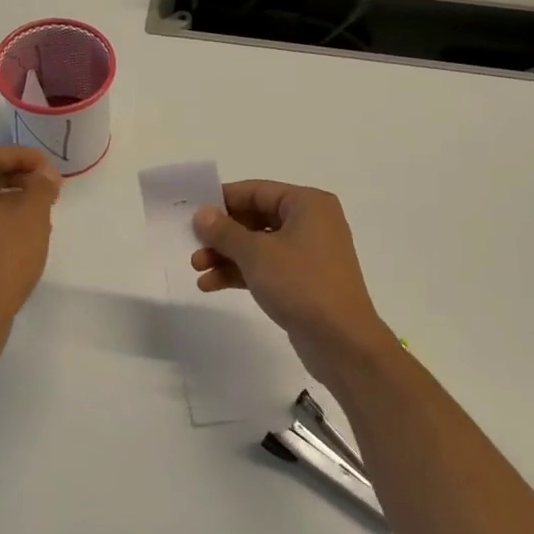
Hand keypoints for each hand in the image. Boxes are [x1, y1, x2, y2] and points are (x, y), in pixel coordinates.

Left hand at [0, 147, 60, 334]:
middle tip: (48, 187)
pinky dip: (1, 219)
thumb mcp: (32, 216)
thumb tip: (45, 173)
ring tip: (42, 210)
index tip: (48, 168)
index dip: (22, 155)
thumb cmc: (4, 257)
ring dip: (12, 198)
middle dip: (19, 176)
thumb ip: (41, 187)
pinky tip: (26, 235)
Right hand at [192, 180, 392, 386]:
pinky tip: (210, 284)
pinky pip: (266, 267)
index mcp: (307, 204)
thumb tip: (202, 214)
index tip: (192, 212)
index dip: (222, 200)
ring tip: (196, 268)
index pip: (256, 191)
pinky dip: (240, 272)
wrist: (342, 342)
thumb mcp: (256, 253)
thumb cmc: (301, 284)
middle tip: (192, 245)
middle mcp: (310, 222)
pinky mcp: (303, 281)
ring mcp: (307, 253)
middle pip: (255, 218)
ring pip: (257, 245)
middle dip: (221, 234)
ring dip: (226, 255)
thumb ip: (225, 231)